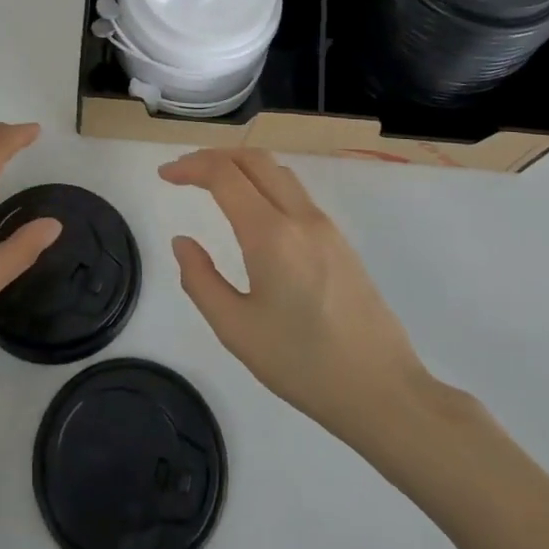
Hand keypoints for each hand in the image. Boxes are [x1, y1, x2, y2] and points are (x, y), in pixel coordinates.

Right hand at [162, 149, 433, 450]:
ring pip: (278, 172)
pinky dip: (264, 184)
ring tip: (213, 185)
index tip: (165, 176)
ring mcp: (326, 227)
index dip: (190, 166)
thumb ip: (200, 280)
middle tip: (184, 173)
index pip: (224, 175)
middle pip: (254, 159)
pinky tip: (252, 211)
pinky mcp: (341, 241)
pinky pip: (295, 193)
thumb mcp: (236, 330)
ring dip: (241, 166)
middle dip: (214, 157)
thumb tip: (183, 242)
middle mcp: (301, 218)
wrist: (384, 391)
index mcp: (271, 235)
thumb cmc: (303, 364)